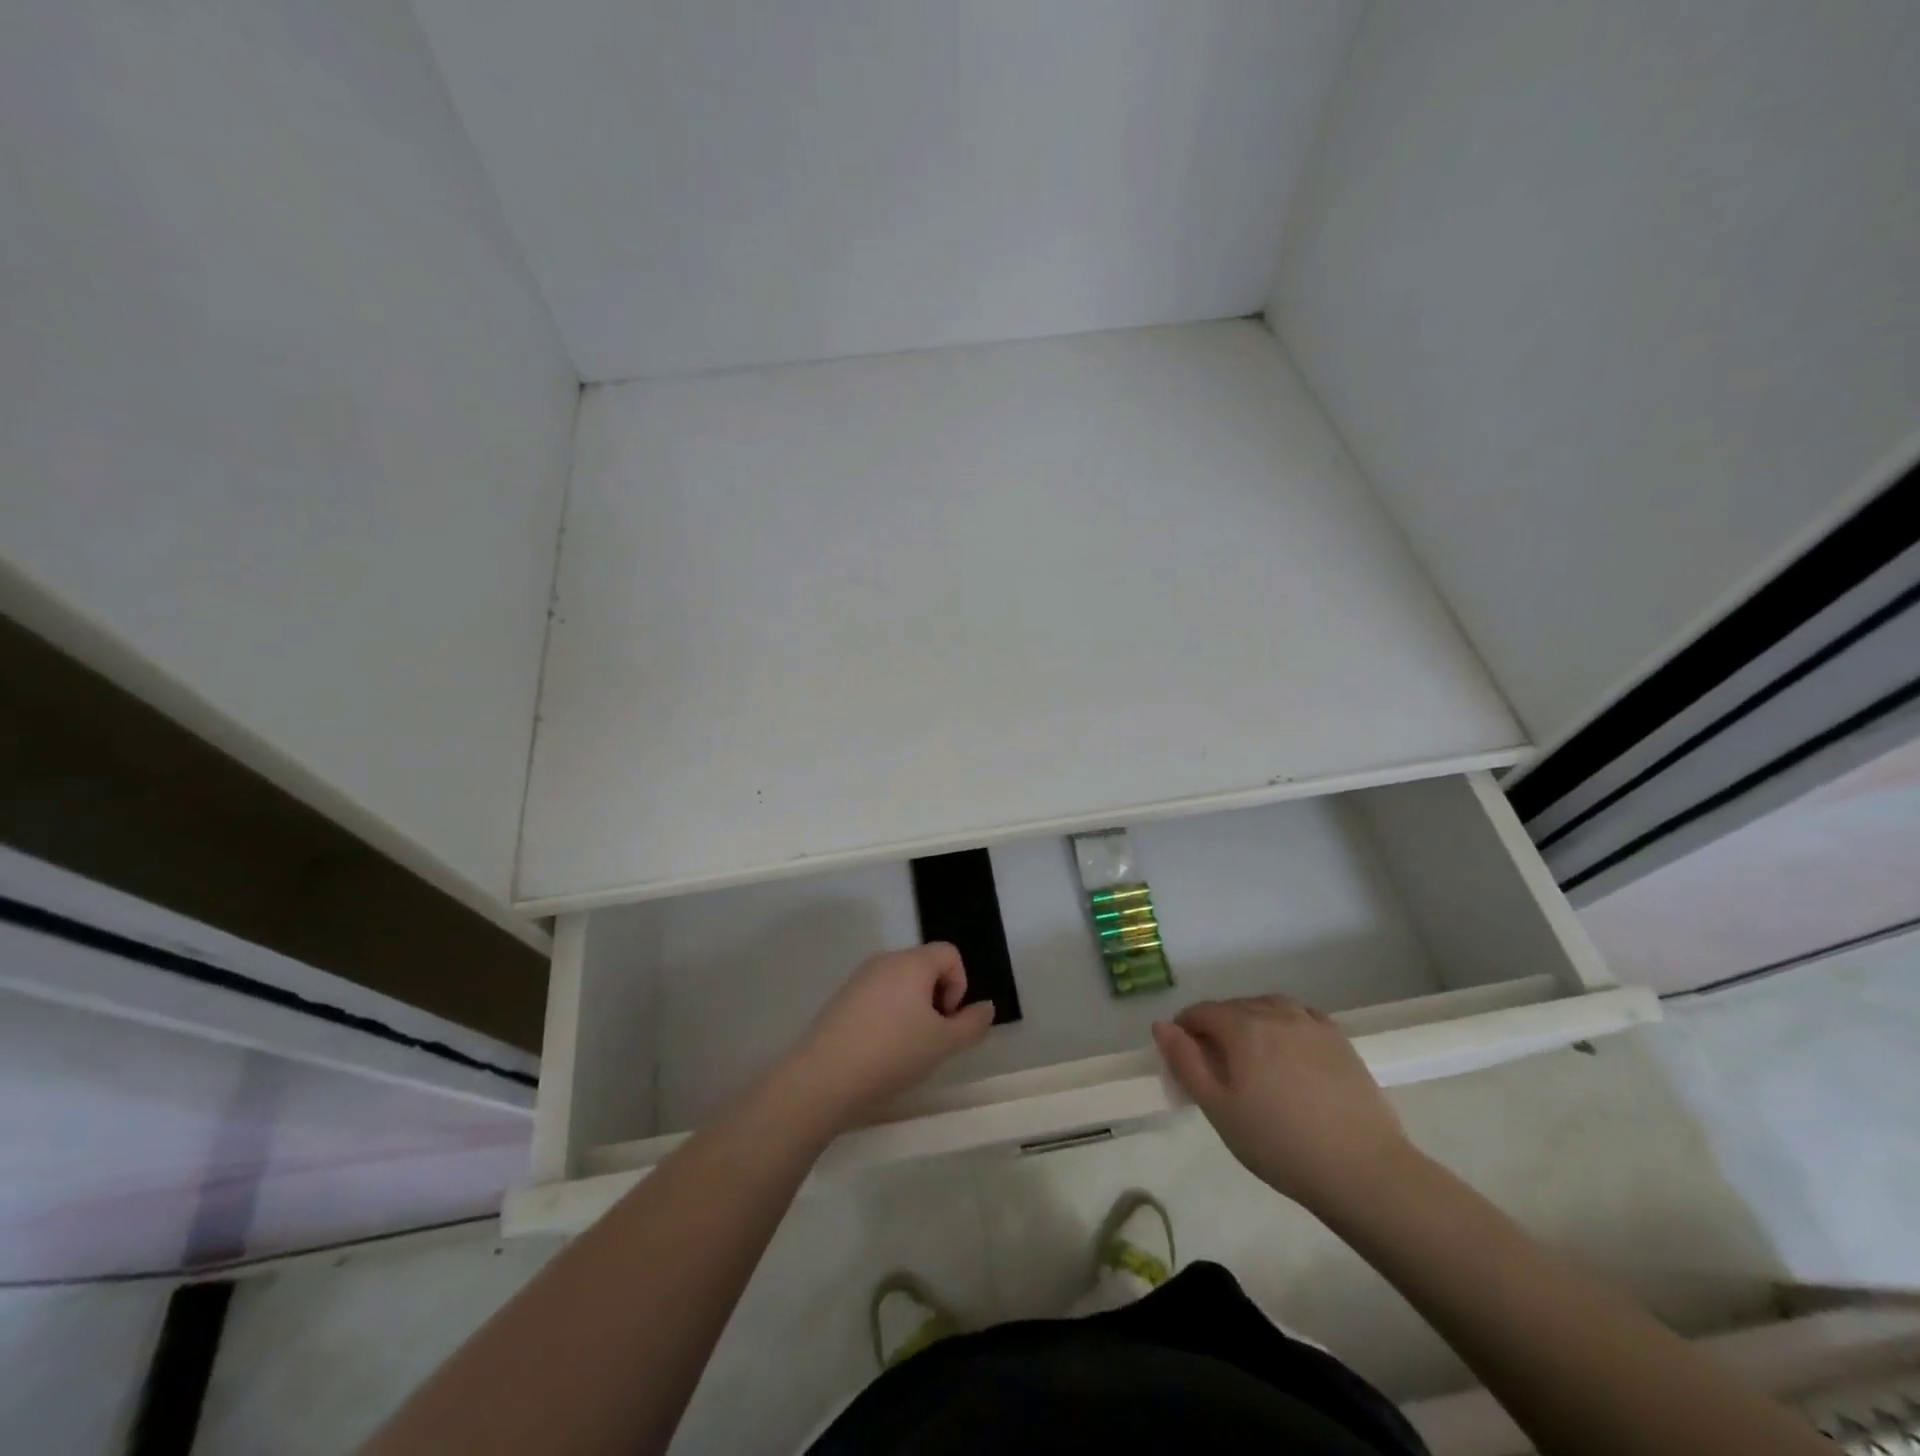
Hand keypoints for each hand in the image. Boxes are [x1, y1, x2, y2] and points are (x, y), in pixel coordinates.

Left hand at [782, 943, 996, 1127]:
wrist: (824, 1077)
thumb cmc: (893, 1053)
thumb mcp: (943, 1044)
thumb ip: (972, 1024)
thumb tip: (986, 1007)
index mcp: (911, 962)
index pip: (949, 953)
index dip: (959, 985)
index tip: (947, 1020)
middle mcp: (884, 960)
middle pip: (925, 966)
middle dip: (936, 999)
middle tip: (930, 1038)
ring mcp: (859, 978)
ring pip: (900, 984)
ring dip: (913, 1009)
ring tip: (905, 1049)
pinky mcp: (842, 999)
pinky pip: (878, 997)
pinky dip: (888, 1017)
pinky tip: (880, 1051)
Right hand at [1153, 995, 1414, 1215]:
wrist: (1363, 1171)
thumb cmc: (1279, 1144)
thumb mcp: (1219, 1109)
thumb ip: (1186, 1062)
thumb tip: (1161, 1025)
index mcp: (1243, 1026)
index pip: (1201, 1012)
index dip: (1185, 1031)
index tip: (1184, 1062)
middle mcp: (1275, 1012)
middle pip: (1233, 1008)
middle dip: (1216, 1028)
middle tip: (1216, 1069)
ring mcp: (1311, 1023)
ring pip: (1267, 1007)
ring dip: (1250, 1023)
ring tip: (1252, 1059)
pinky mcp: (1339, 1040)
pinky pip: (1300, 1017)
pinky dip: (1284, 1026)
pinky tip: (1287, 1053)